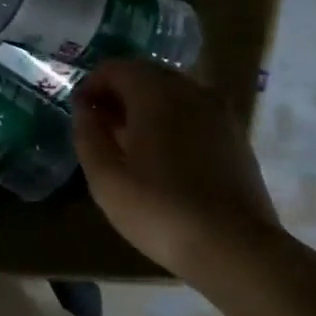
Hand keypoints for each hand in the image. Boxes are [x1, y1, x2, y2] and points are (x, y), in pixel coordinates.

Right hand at [73, 60, 280, 275]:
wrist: (234, 248)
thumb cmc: (159, 209)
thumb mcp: (105, 177)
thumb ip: (88, 135)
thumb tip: (85, 109)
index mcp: (156, 93)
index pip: (116, 68)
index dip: (91, 86)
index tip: (79, 114)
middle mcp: (192, 91)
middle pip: (146, 75)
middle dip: (119, 94)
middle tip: (100, 128)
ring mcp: (220, 113)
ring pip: (173, 94)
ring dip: (145, 109)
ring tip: (128, 144)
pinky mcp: (236, 137)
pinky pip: (194, 114)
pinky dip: (172, 122)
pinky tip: (162, 158)